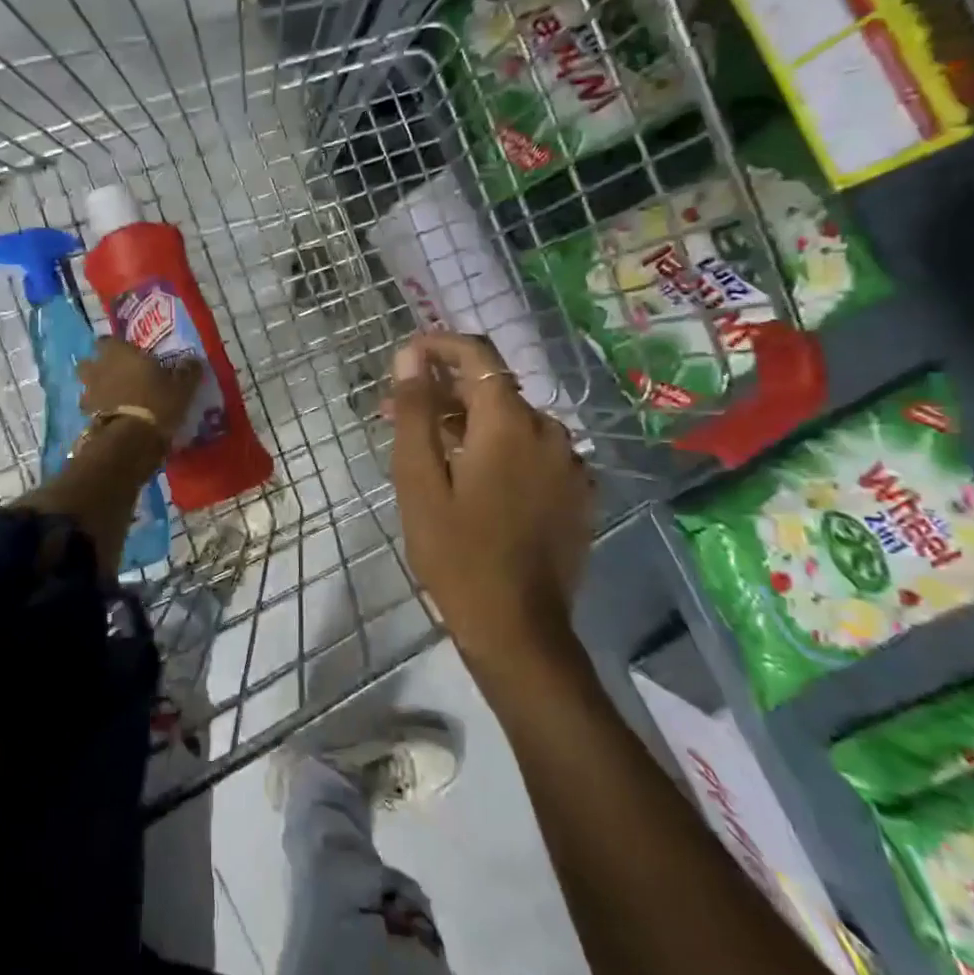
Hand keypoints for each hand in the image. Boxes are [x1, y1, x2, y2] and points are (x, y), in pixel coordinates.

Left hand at [79, 336, 203, 447]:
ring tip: (112, 398)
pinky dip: (97, 410)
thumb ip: (187, 371)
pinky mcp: (86, 416)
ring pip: (87, 385)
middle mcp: (99, 368)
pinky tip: (111, 417)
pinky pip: (90, 408)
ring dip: (96, 389)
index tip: (126, 352)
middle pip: (89, 362)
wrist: (131, 439)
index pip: (108, 339)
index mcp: (119, 352)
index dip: (115, 346)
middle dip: (98, 366)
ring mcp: (89, 392)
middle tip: (115, 374)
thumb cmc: (157, 403)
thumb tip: (193, 361)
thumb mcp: (182, 387)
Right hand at [386, 332, 594, 675]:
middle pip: (492, 390)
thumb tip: (411, 357)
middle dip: (442, 393)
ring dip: (468, 424)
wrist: (518, 628)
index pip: (477, 354)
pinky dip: (498, 450)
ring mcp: (569, 464)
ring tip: (428, 451)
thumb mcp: (419, 480)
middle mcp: (549, 430)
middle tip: (396, 413)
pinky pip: (532, 453)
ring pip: (511, 423)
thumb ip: (415, 411)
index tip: (406, 358)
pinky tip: (472, 479)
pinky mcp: (577, 493)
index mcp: (509, 422)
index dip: (439, 346)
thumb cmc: (457, 553)